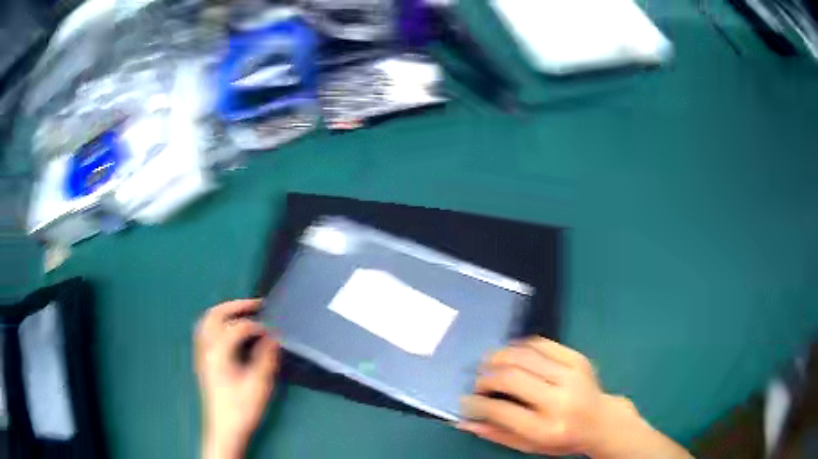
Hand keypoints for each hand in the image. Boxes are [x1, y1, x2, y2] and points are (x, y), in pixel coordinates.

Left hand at [195, 300, 278, 458]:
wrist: (225, 429)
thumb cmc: (242, 408)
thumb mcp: (259, 385)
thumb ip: (265, 358)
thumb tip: (273, 338)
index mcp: (219, 353)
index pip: (237, 328)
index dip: (257, 326)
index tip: (273, 332)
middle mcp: (206, 348)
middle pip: (215, 315)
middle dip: (236, 306)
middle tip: (257, 305)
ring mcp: (201, 354)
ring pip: (206, 321)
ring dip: (224, 311)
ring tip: (242, 311)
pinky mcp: (202, 360)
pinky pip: (204, 331)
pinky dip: (216, 322)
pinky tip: (228, 329)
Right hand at [457, 337, 691, 458]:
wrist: (602, 421)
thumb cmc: (563, 439)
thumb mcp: (530, 446)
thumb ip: (497, 434)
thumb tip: (464, 421)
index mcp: (547, 428)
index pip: (501, 411)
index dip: (476, 404)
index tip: (465, 401)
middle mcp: (560, 400)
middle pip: (511, 378)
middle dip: (485, 377)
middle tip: (477, 382)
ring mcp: (572, 375)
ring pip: (524, 355)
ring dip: (499, 357)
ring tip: (488, 364)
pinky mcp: (578, 359)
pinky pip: (542, 343)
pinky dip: (521, 346)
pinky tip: (512, 354)